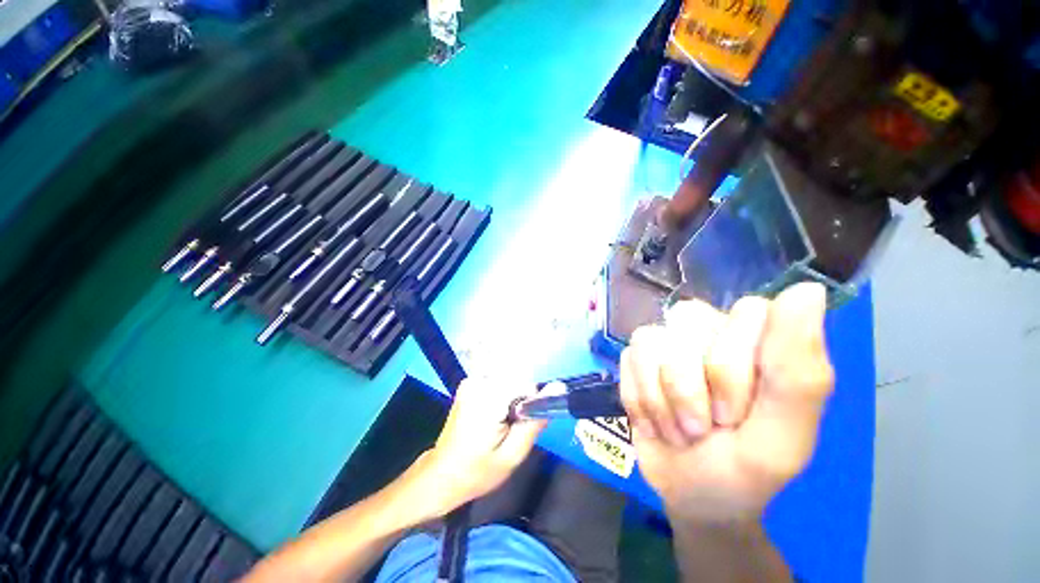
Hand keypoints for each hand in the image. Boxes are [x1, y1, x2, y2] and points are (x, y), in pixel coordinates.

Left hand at [403, 377, 547, 521]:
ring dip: (511, 400)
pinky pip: (497, 383)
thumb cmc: (477, 471)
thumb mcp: (513, 454)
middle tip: (509, 429)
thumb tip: (558, 388)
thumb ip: (535, 420)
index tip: (521, 426)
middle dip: (520, 403)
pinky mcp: (469, 383)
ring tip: (499, 425)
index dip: (530, 406)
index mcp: (488, 398)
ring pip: (509, 381)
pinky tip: (492, 417)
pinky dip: (501, 397)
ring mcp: (471, 380)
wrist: (441, 475)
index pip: (526, 385)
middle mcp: (478, 382)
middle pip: (517, 381)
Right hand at [620, 283, 833, 523]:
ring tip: (681, 428)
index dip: (734, 362)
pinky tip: (655, 421)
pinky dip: (641, 400)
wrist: (690, 494)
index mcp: (759, 343)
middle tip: (710, 425)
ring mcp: (668, 343)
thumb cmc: (744, 470)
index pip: (746, 311)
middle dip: (693, 385)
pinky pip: (628, 360)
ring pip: (651, 340)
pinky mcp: (636, 358)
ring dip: (662, 398)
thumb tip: (807, 289)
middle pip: (688, 320)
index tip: (738, 411)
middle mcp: (711, 332)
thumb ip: (798, 372)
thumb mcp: (782, 437)